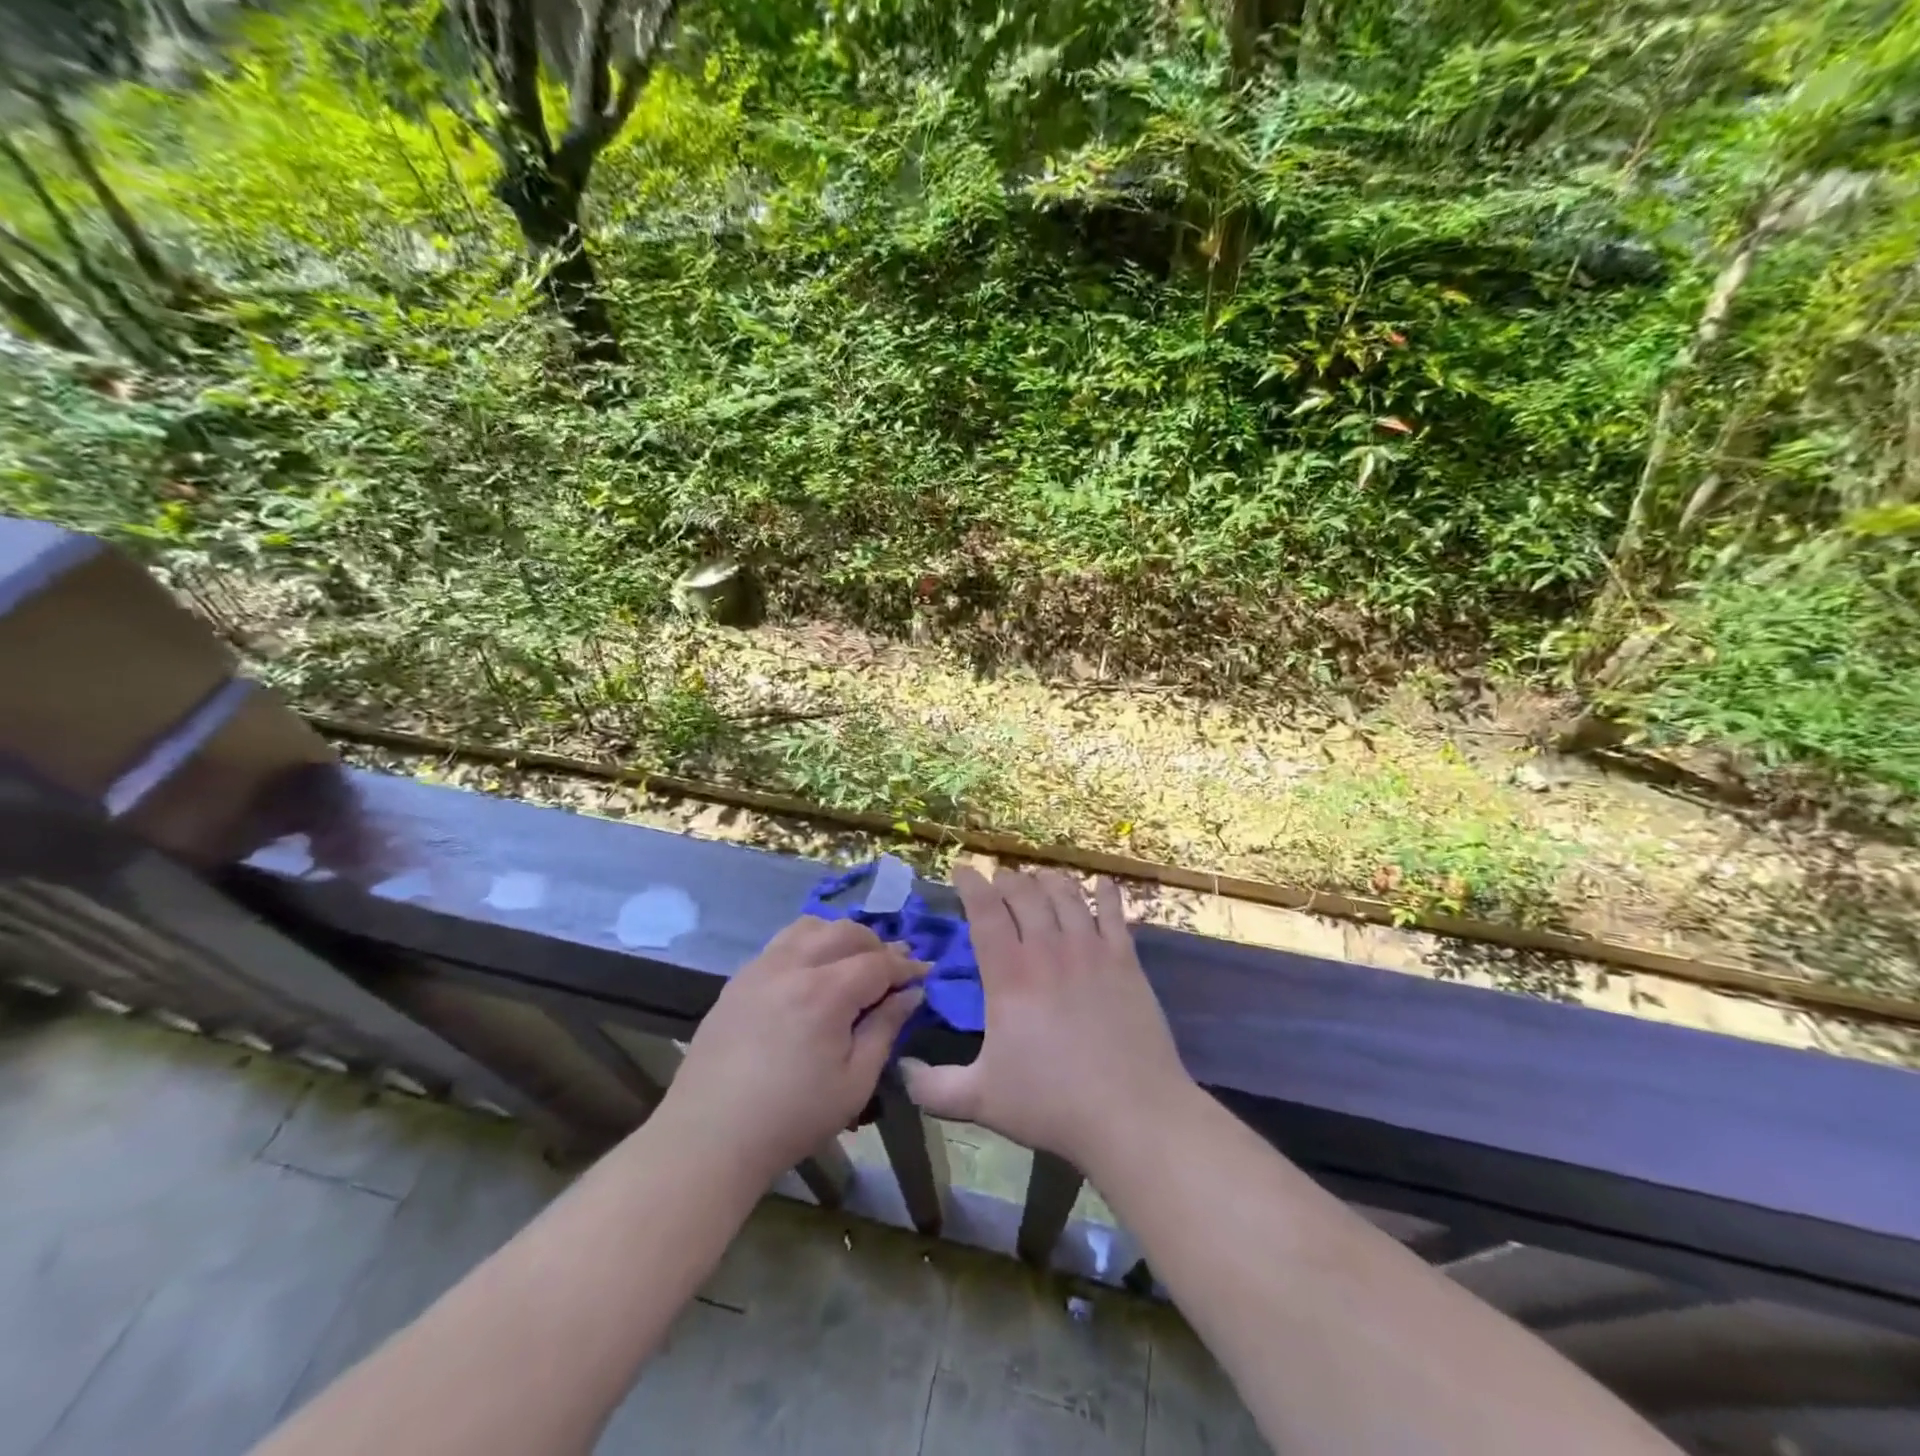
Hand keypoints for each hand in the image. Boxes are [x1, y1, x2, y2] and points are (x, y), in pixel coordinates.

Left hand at [661, 916, 923, 1186]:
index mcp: (826, 992)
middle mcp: (793, 966)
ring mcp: (761, 968)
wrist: (710, 1137)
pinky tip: (813, 971)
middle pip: (845, 932)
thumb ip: (886, 1029)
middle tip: (893, 968)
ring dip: (840, 936)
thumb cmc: (792, 1117)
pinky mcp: (739, 979)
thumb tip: (910, 993)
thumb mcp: (855, 1082)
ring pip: (810, 927)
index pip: (878, 963)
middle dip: (877, 945)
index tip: (925, 973)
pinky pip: (782, 942)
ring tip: (853, 961)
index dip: (906, 966)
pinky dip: (809, 943)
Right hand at [900, 867, 1194, 1172]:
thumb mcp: (980, 1101)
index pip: (985, 911)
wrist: (1131, 1113)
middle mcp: (1048, 950)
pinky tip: (1102, 884)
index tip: (962, 869)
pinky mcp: (1126, 961)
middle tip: (999, 881)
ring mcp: (1091, 950)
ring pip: (1066, 895)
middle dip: (1007, 880)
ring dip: (1048, 880)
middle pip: (1025, 894)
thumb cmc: (1052, 1104)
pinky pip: (1114, 913)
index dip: (971, 884)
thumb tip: (900, 1070)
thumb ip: (933, 1087)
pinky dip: (1105, 894)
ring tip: (1040, 878)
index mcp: (1009, 975)